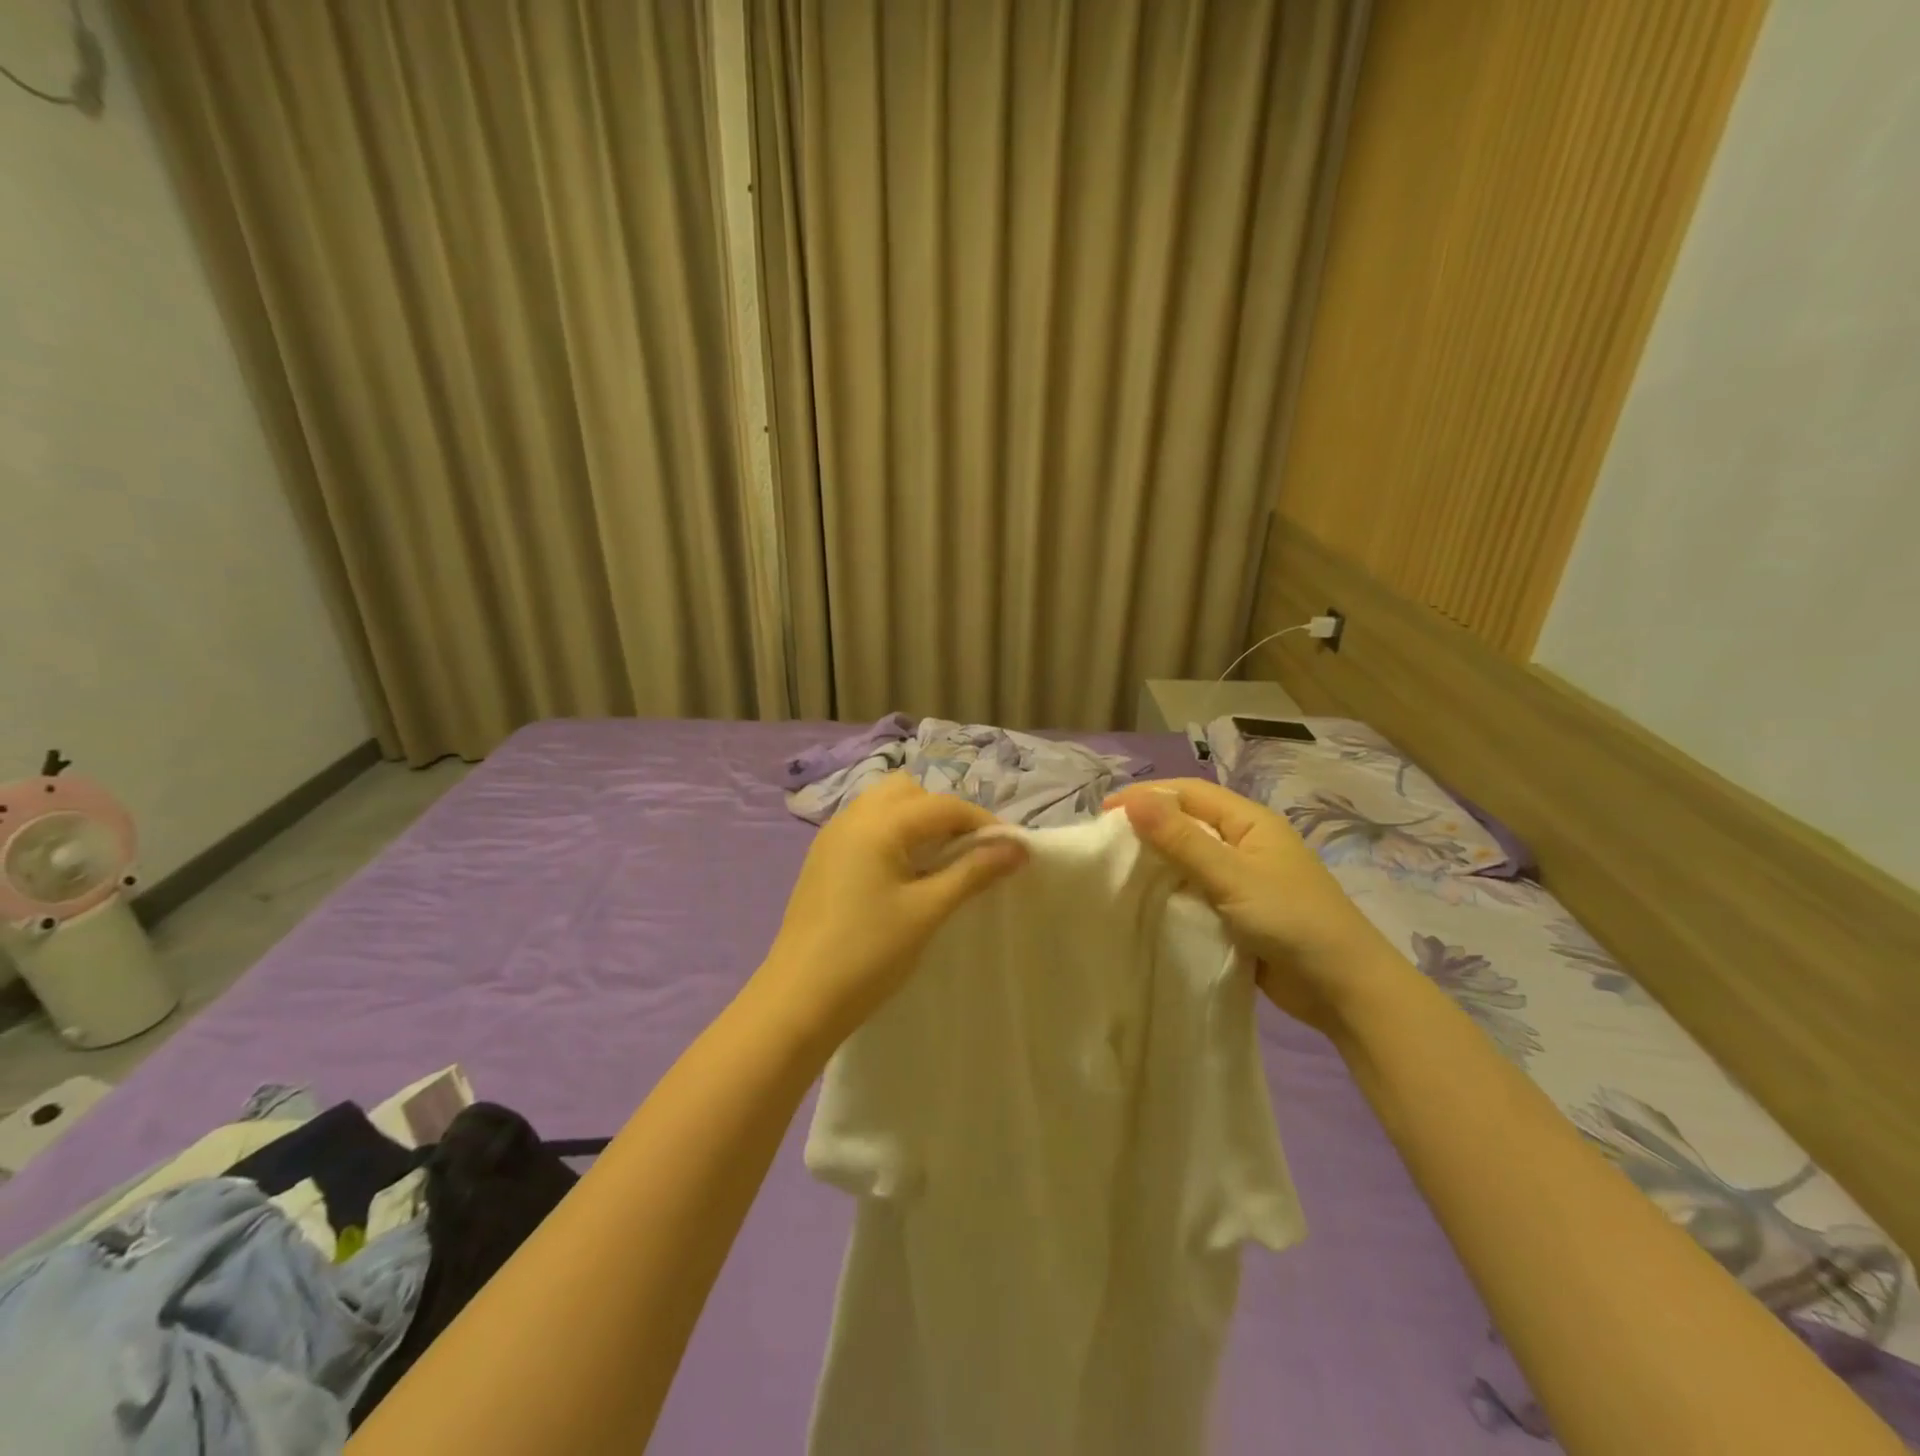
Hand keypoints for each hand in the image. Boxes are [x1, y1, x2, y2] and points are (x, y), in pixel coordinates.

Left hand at [756, 775, 1026, 1048]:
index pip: (943, 806)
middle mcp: (852, 818)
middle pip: (909, 792)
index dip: (982, 823)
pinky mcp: (822, 859)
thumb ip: (972, 872)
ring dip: (916, 823)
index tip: (1010, 851)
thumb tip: (1017, 847)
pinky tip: (902, 876)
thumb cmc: (868, 954)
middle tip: (965, 854)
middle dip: (943, 814)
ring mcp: (831, 837)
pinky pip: (865, 827)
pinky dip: (892, 836)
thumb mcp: (927, 911)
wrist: (798, 1000)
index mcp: (878, 823)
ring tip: (936, 864)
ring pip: (884, 806)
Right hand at [1105, 778, 1406, 1034]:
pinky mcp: (1238, 912)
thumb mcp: (1232, 876)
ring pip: (1189, 858)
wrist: (1343, 988)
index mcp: (1250, 822)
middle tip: (1104, 842)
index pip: (1189, 793)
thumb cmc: (1291, 920)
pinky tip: (1144, 902)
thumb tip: (1134, 800)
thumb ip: (1182, 840)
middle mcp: (1245, 843)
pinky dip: (1170, 891)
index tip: (1103, 812)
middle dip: (1147, 826)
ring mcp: (1243, 879)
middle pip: (1187, 822)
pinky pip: (1196, 891)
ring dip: (1157, 861)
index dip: (1147, 796)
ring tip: (1116, 870)